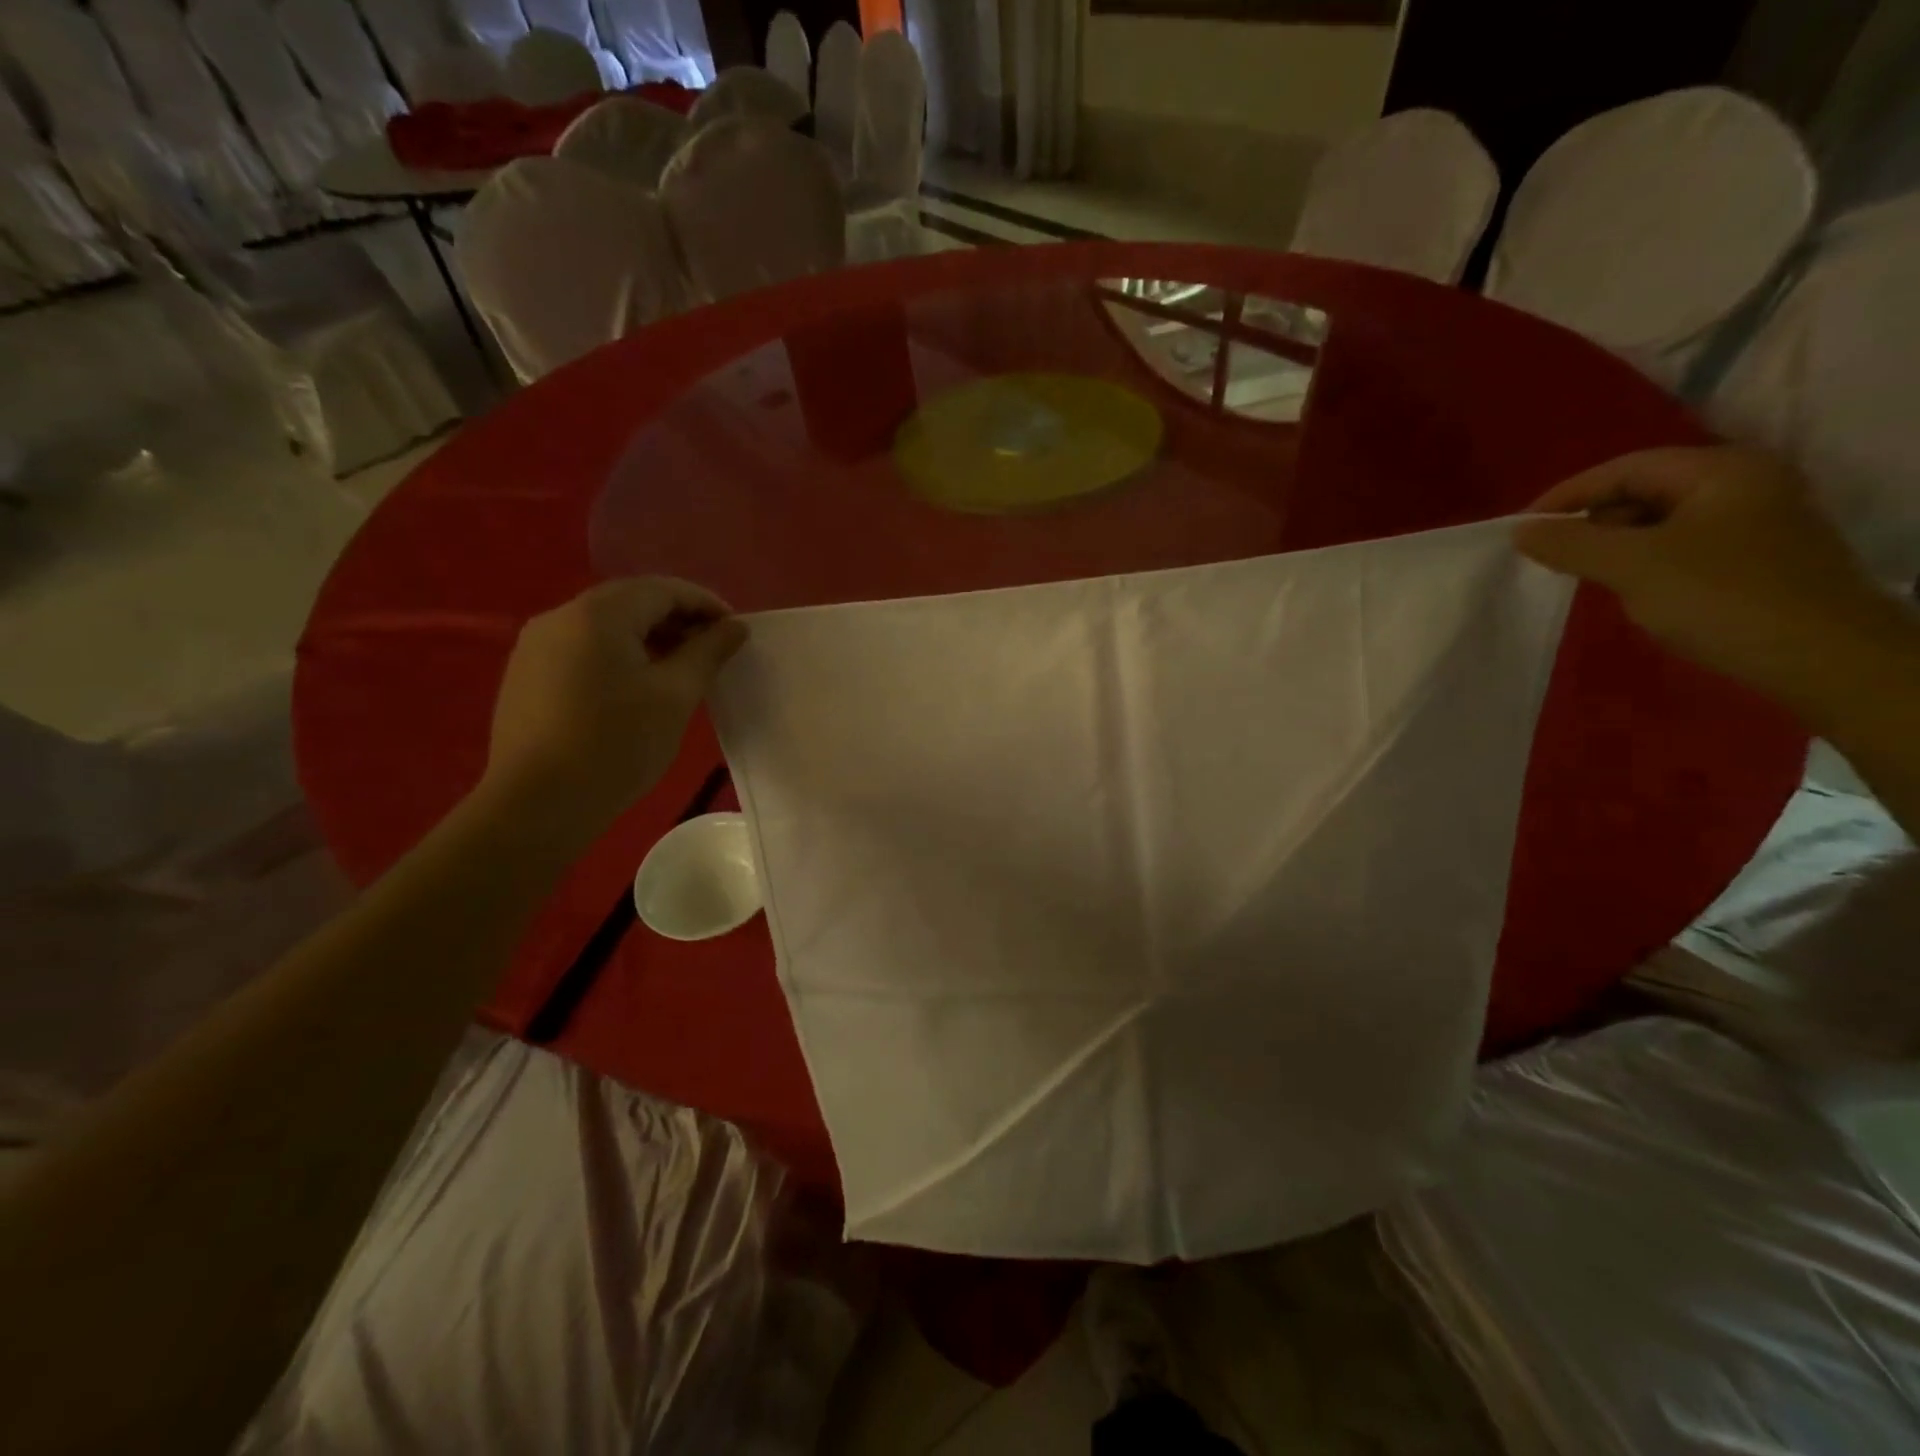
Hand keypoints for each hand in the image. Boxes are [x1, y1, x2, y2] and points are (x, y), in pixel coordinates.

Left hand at [482, 578, 746, 835]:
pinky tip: (637, 687)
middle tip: (713, 650)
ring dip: (649, 638)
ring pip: (606, 625)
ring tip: (681, 670)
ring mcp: (537, 645)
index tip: (736, 632)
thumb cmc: (617, 744)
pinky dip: (619, 654)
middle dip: (678, 619)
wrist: (537, 804)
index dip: (706, 604)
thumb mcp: (676, 696)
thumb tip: (735, 627)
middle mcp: (561, 616)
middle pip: (632, 602)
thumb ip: (708, 652)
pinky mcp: (527, 674)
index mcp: (599, 613)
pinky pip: (584, 648)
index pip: (663, 589)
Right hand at [1513, 447, 1902, 701]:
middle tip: (1551, 554)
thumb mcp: (1632, 566)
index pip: (1625, 468)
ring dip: (1616, 544)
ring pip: (1661, 520)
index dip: (1567, 495)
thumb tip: (1521, 530)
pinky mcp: (1755, 557)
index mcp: (1722, 470)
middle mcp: (1744, 483)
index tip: (1522, 529)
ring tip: (1583, 574)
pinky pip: (1681, 545)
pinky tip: (1628, 588)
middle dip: (1592, 520)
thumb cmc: (1721, 598)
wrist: (1821, 657)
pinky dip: (1644, 561)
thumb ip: (1571, 543)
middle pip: (1644, 490)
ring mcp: (1755, 521)